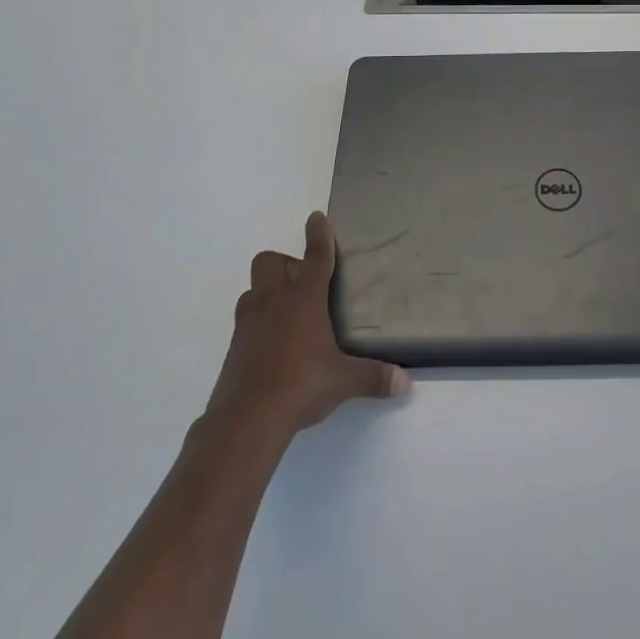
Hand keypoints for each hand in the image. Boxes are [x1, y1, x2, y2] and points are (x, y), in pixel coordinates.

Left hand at [204, 211, 409, 447]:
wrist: (245, 421)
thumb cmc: (300, 386)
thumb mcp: (343, 382)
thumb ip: (374, 377)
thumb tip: (404, 383)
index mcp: (303, 299)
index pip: (314, 256)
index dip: (318, 234)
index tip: (317, 217)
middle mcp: (273, 301)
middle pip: (270, 261)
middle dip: (285, 262)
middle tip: (305, 284)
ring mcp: (248, 322)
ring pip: (253, 288)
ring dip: (268, 291)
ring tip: (288, 313)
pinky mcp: (234, 346)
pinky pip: (246, 318)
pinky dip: (259, 321)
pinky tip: (274, 344)